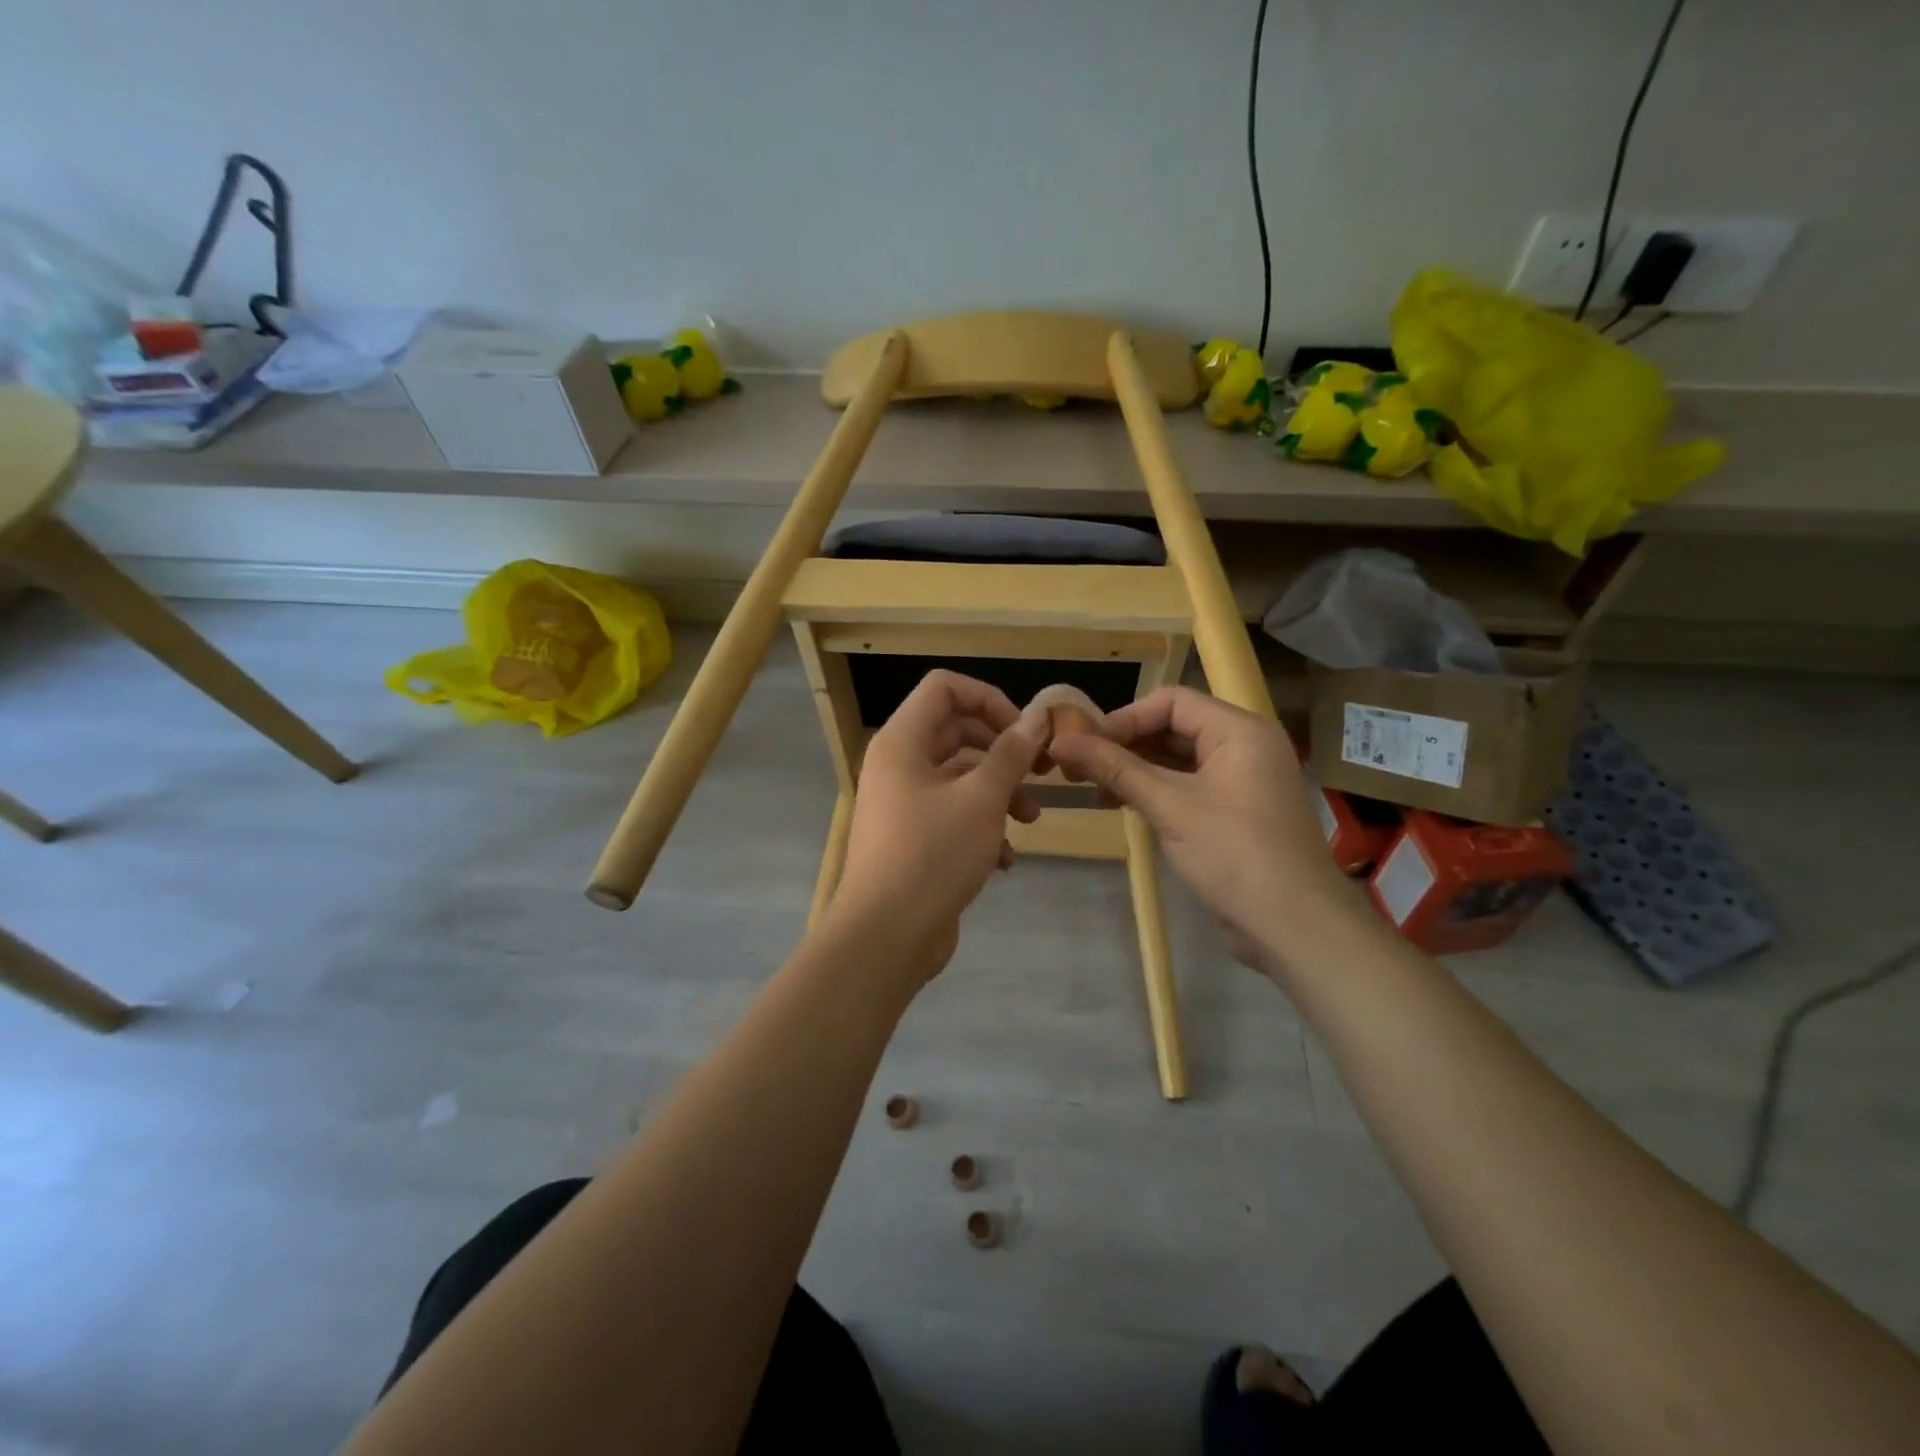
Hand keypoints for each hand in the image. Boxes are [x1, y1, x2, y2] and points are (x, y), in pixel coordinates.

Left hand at [826, 670, 1044, 980]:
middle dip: (1002, 750)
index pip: (944, 689)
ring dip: (1000, 792)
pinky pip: (953, 815)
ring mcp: (904, 804)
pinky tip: (1005, 860)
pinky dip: (982, 827)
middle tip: (1040, 771)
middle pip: (956, 732)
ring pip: (960, 778)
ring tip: (1032, 820)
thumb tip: (1037, 720)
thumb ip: (1010, 755)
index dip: (988, 699)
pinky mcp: (914, 839)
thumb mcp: (982, 800)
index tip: (1024, 731)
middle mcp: (899, 766)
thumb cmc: (933, 854)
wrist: (886, 936)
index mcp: (902, 742)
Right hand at [1048, 687, 1366, 976]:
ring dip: (1136, 770)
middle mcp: (1244, 746)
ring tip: (1095, 789)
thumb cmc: (1233, 853)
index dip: (1124, 718)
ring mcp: (1242, 780)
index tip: (1084, 744)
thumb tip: (1060, 741)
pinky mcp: (1235, 812)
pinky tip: (1124, 806)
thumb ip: (1115, 768)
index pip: (1171, 702)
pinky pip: (1189, 786)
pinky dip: (1156, 791)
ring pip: (1179, 759)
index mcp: (1239, 730)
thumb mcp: (1169, 806)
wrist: (1294, 926)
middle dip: (1126, 745)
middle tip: (1080, 767)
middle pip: (1174, 727)